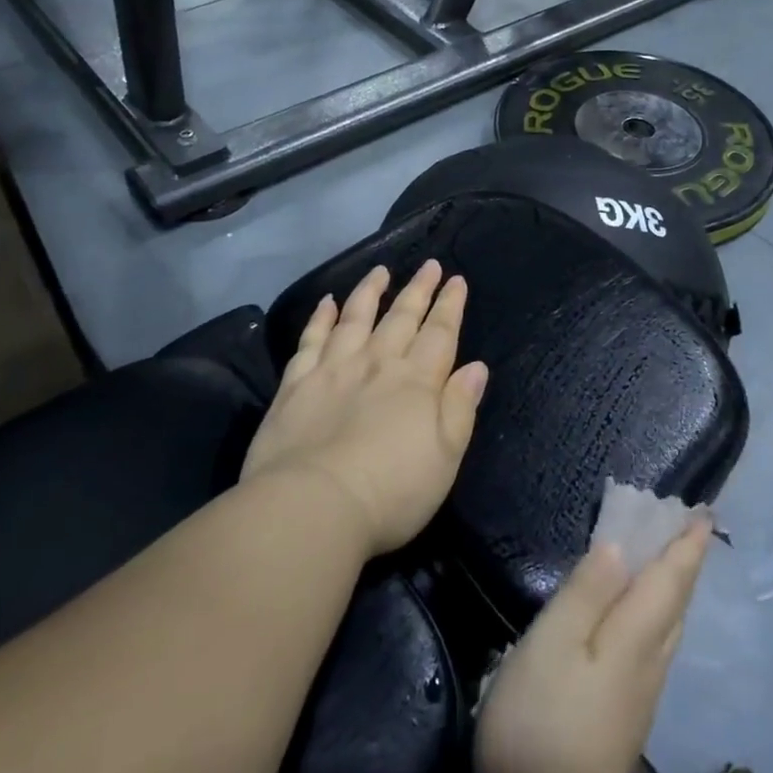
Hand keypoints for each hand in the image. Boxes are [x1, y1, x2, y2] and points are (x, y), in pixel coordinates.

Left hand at [241, 261, 488, 557]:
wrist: (311, 508)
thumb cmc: (391, 491)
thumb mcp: (445, 457)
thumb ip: (460, 408)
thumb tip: (476, 367)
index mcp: (417, 382)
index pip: (440, 333)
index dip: (450, 305)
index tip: (456, 279)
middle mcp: (378, 364)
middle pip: (402, 318)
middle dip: (419, 290)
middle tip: (430, 265)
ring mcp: (334, 370)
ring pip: (356, 318)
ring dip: (370, 292)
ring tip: (380, 271)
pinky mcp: (296, 385)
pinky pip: (311, 341)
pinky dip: (320, 318)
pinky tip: (326, 303)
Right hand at [475, 518, 712, 772]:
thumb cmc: (543, 719)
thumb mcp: (553, 642)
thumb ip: (587, 591)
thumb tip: (619, 545)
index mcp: (636, 635)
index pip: (671, 578)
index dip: (688, 543)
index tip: (706, 512)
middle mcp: (650, 661)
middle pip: (677, 600)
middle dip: (685, 560)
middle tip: (689, 524)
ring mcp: (642, 692)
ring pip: (670, 625)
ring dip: (674, 585)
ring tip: (669, 558)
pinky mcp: (628, 713)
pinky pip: (656, 643)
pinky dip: (658, 611)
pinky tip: (641, 613)